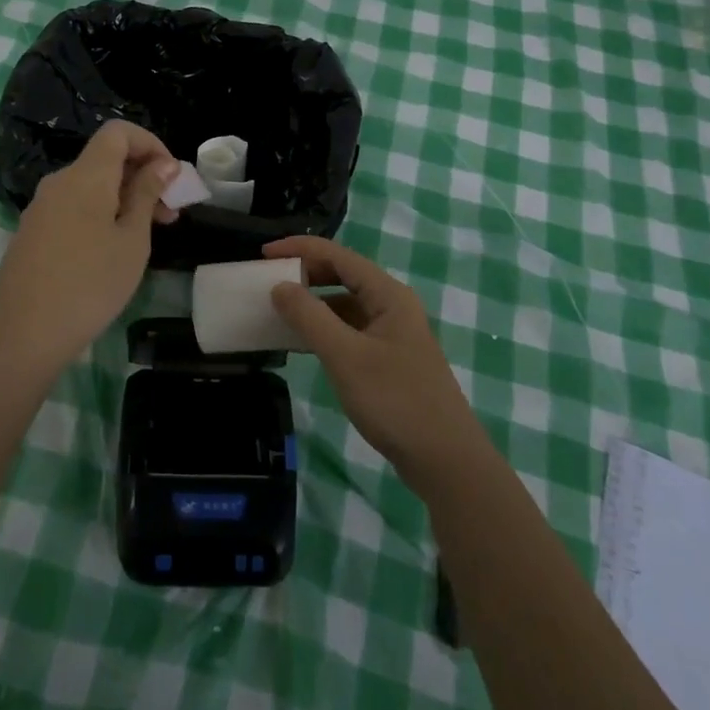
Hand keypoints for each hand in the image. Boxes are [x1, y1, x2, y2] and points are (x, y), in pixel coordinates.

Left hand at [0, 121, 179, 369]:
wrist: (23, 335)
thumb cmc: (90, 284)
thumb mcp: (132, 240)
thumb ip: (147, 194)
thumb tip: (163, 163)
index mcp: (86, 176)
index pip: (118, 132)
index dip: (150, 143)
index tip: (171, 177)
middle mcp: (59, 181)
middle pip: (105, 159)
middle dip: (142, 176)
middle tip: (169, 214)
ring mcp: (41, 207)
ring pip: (90, 185)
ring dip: (123, 198)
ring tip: (147, 236)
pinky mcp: (32, 231)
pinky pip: (73, 206)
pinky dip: (100, 213)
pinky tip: (111, 250)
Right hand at [265, 236, 491, 492]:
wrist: (446, 461)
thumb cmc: (395, 401)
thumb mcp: (345, 357)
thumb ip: (310, 317)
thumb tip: (280, 285)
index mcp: (388, 294)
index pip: (338, 255)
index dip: (300, 248)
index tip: (263, 254)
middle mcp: (392, 305)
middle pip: (343, 275)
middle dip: (306, 273)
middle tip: (268, 281)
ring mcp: (392, 333)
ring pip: (345, 304)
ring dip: (313, 304)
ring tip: (278, 311)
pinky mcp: (389, 359)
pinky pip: (350, 330)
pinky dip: (324, 330)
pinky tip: (302, 344)